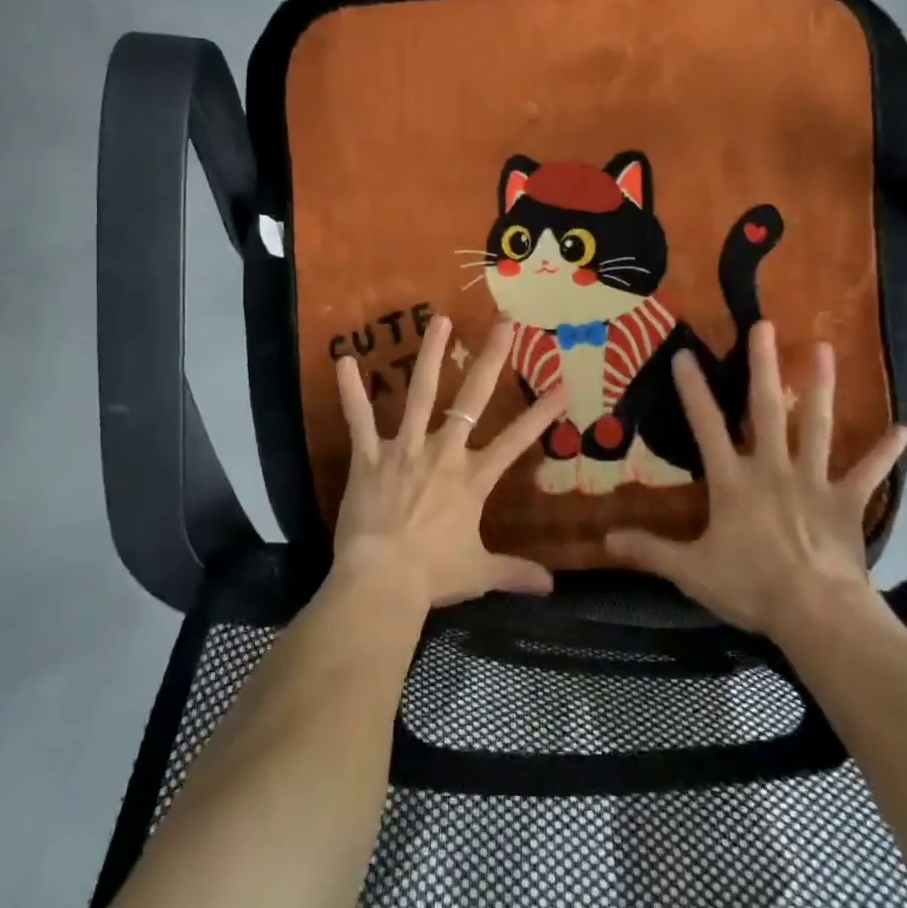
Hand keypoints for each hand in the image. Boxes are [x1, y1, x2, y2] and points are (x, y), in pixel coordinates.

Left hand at [332, 315, 567, 610]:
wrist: (382, 581)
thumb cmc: (432, 575)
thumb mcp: (479, 573)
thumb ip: (515, 573)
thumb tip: (551, 587)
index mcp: (472, 478)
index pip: (517, 440)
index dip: (542, 413)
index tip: (562, 384)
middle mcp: (442, 453)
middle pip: (471, 399)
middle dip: (491, 359)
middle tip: (505, 324)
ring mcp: (404, 449)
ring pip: (420, 394)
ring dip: (431, 356)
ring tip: (440, 320)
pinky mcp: (368, 456)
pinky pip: (358, 419)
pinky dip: (350, 391)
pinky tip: (344, 359)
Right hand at [605, 324, 906, 664]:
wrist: (817, 615)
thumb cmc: (751, 587)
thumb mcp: (691, 571)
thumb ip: (650, 550)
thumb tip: (605, 540)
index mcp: (733, 481)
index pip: (706, 426)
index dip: (693, 389)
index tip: (685, 353)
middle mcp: (772, 468)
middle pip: (766, 409)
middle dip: (764, 366)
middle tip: (765, 325)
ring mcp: (814, 482)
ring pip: (817, 427)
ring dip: (820, 387)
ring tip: (824, 348)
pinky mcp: (847, 503)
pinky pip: (868, 474)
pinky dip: (884, 453)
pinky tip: (902, 430)